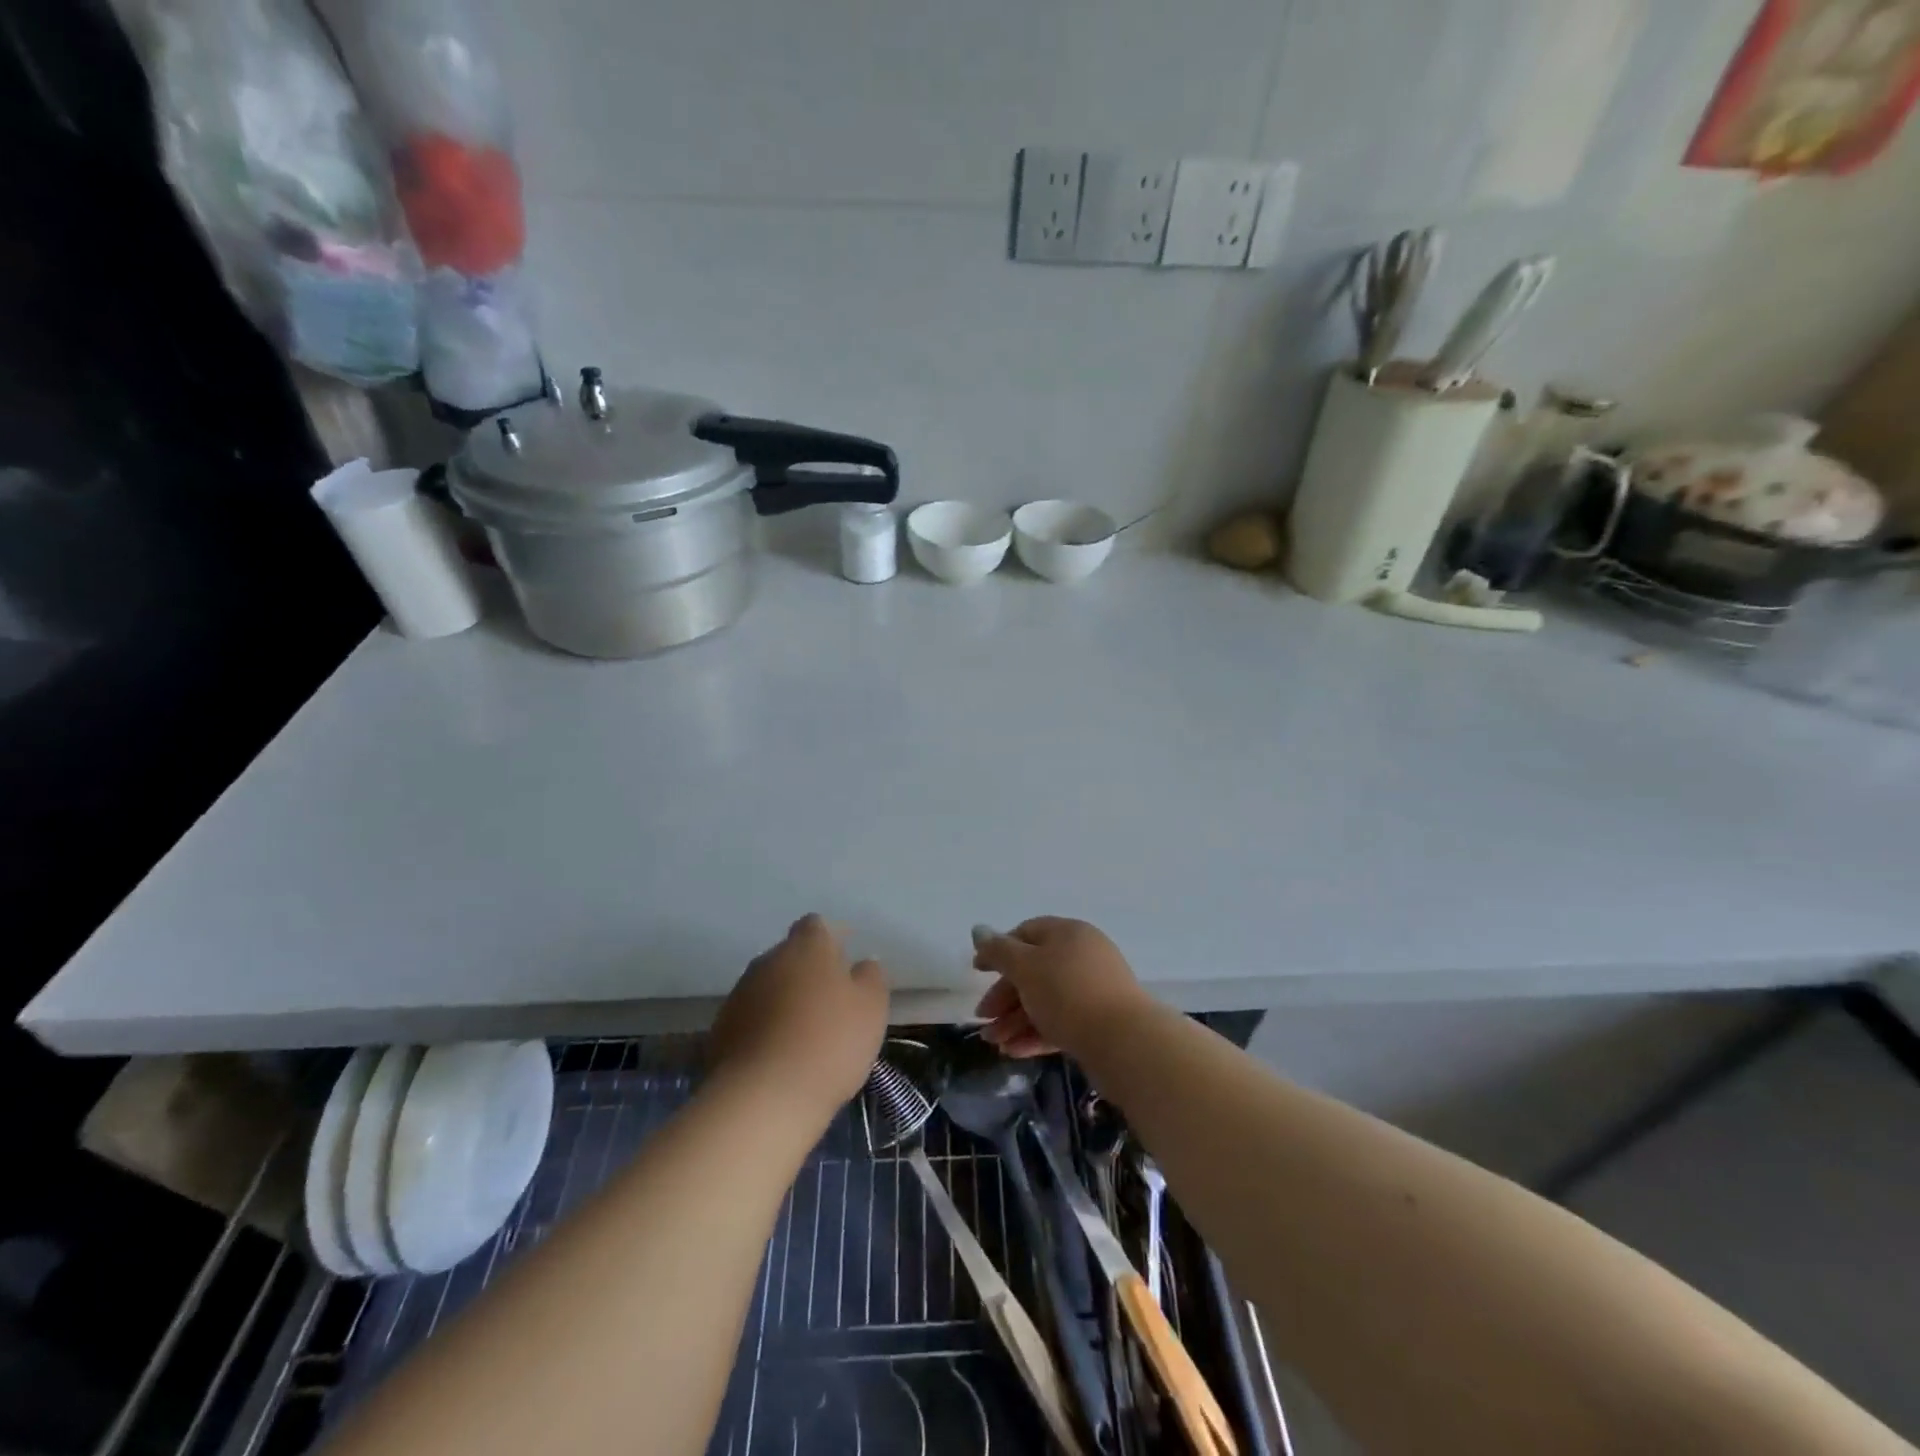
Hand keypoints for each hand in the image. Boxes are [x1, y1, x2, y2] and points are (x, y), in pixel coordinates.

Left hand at [709, 915, 888, 1116]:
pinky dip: (763, 1030)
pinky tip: (779, 1057)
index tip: (845, 962)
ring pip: (768, 988)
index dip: (831, 940)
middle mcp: (768, 960)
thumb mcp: (871, 1008)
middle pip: (789, 956)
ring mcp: (739, 994)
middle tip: (829, 1003)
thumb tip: (862, 964)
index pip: (815, 926)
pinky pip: (750, 1019)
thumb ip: (870, 977)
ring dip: (783, 1002)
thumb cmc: (829, 1042)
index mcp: (806, 947)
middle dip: (806, 973)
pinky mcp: (720, 1030)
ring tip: (804, 1035)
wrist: (764, 1097)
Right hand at [972, 918, 1154, 1057]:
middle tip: (983, 1019)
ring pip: (1045, 999)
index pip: (1026, 933)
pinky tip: (1015, 1052)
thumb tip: (979, 930)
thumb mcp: (1025, 967)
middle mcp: (1082, 955)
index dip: (999, 951)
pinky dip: (1036, 1033)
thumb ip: (998, 951)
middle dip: (1004, 997)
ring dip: (1015, 1020)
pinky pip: (1061, 1021)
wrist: (1124, 1041)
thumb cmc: (1067, 993)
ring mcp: (1094, 989)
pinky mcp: (1100, 1021)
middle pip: (1034, 970)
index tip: (977, 973)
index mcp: (1067, 933)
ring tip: (995, 1045)